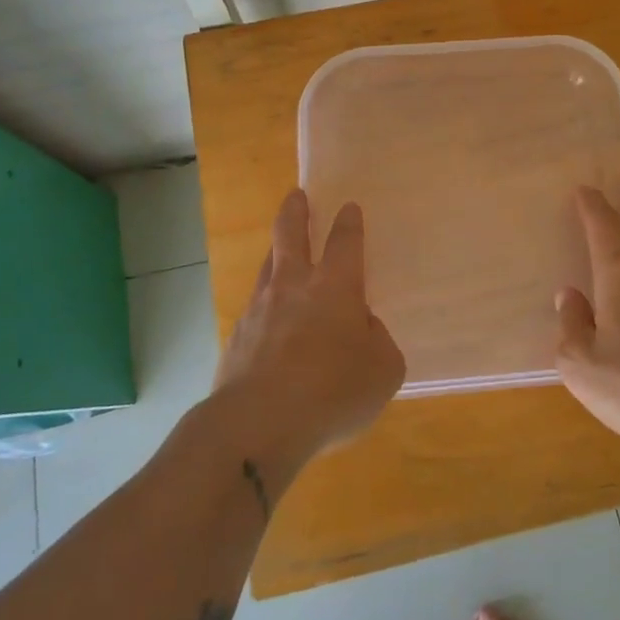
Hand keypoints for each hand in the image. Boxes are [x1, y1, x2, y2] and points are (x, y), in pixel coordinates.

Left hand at [215, 189, 405, 462]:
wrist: (258, 424)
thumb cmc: (333, 391)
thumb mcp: (383, 370)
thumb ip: (377, 341)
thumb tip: (362, 328)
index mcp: (336, 287)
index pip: (345, 242)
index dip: (349, 223)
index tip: (349, 207)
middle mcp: (294, 286)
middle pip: (290, 235)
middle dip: (295, 211)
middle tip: (296, 195)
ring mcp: (259, 310)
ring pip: (268, 267)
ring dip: (276, 254)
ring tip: (281, 253)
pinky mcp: (236, 339)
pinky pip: (255, 311)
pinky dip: (265, 309)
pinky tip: (269, 325)